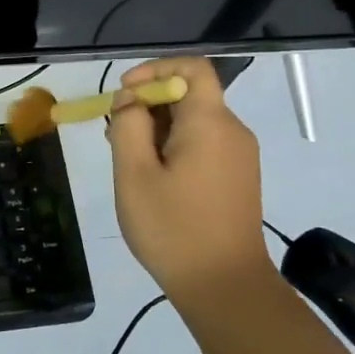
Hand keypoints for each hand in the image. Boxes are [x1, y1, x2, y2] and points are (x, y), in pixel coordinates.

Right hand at [107, 57, 280, 325]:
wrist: (225, 287)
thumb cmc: (173, 228)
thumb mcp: (134, 174)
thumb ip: (129, 126)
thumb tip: (132, 102)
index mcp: (210, 122)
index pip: (192, 67)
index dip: (155, 70)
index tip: (124, 94)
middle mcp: (232, 130)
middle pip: (190, 94)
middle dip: (148, 103)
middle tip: (115, 134)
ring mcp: (239, 155)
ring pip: (194, 121)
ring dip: (158, 127)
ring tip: (128, 160)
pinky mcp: (238, 177)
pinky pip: (204, 143)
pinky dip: (175, 146)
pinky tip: (153, 177)